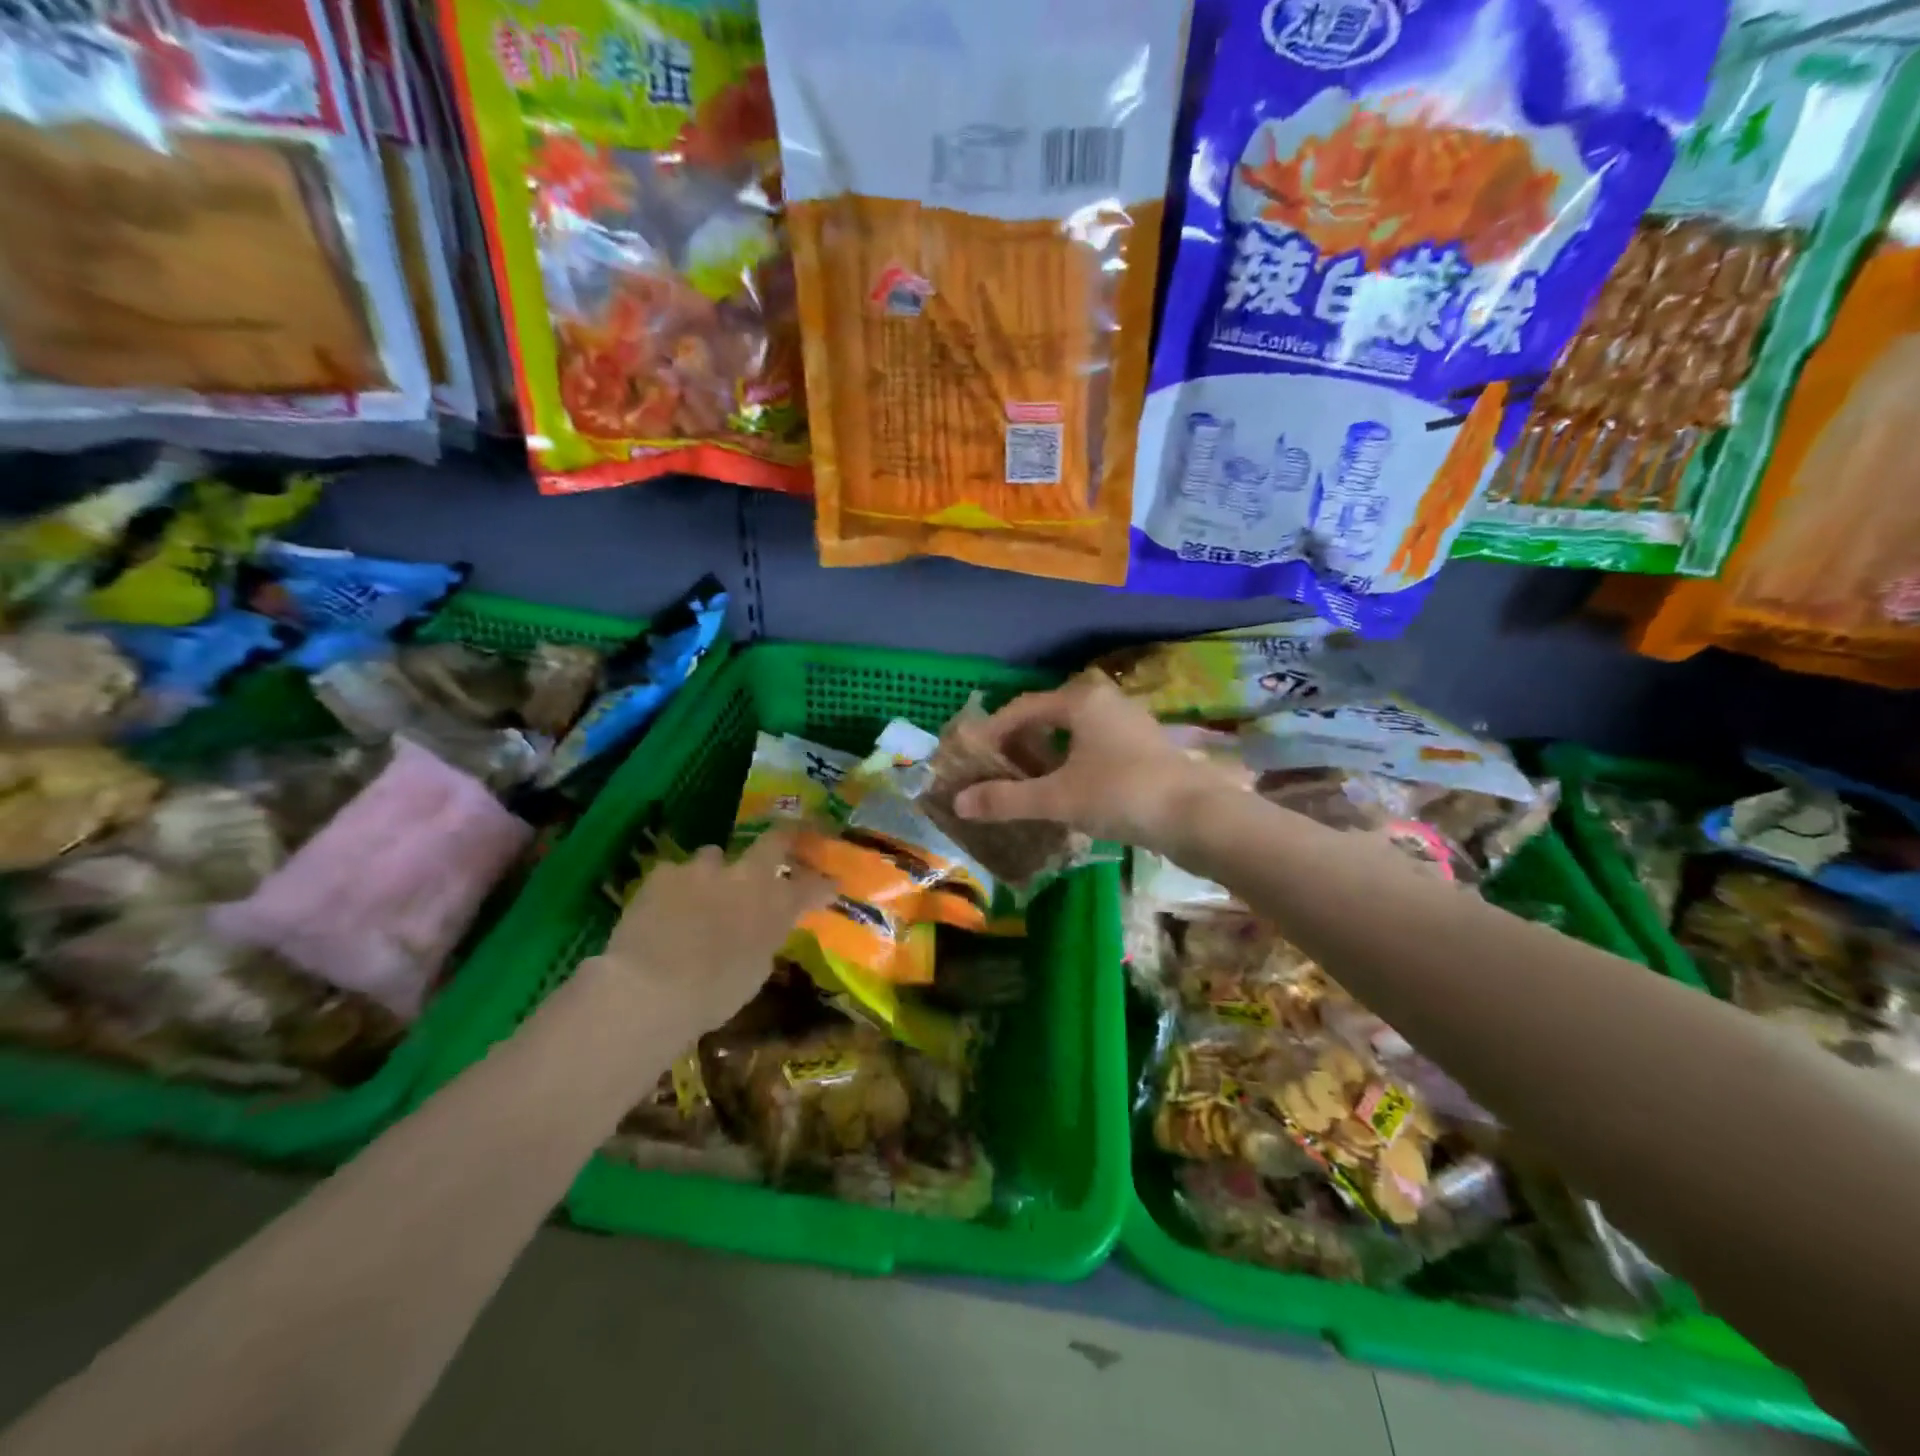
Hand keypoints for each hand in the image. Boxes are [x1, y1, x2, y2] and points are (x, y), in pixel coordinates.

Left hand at [597, 827, 833, 1043]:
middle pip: (774, 840)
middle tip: (781, 847)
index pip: (814, 886)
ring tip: (701, 893)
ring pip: (715, 856)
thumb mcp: (754, 973)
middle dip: (782, 840)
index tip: (830, 885)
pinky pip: (674, 874)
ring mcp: (704, 868)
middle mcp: (747, 876)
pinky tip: (660, 909)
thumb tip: (759, 934)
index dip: (823, 884)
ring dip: (714, 872)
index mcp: (776, 905)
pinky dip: (672, 889)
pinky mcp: (665, 872)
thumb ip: (763, 942)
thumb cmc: (713, 994)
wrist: (651, 987)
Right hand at [951, 671, 1230, 850]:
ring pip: (1074, 735)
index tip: (972, 755)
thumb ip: (1007, 799)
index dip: (992, 730)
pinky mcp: (1145, 750)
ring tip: (1026, 783)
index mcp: (1081, 701)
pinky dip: (1072, 766)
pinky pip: (1095, 749)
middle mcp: (1105, 704)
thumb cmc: (1122, 794)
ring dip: (1047, 756)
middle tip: (996, 769)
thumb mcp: (1058, 798)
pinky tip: (1066, 793)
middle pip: (1049, 717)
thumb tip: (958, 803)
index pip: (1023, 707)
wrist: (1199, 817)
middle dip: (1019, 743)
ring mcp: (1129, 726)